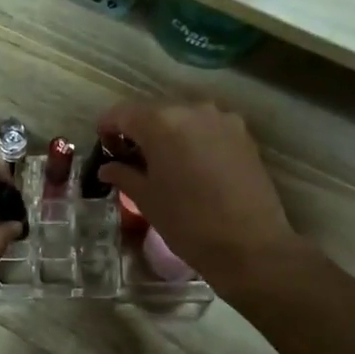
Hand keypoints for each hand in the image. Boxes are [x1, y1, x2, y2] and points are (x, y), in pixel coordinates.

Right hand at [94, 100, 298, 290]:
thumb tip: (108, 167)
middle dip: (139, 131)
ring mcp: (221, 119)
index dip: (107, 128)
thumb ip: (123, 175)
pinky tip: (192, 166)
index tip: (103, 147)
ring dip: (168, 134)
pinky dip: (193, 139)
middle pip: (153, 112)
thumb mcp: (146, 199)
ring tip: (164, 163)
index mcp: (160, 122)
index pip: (121, 113)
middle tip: (131, 159)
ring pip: (182, 118)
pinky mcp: (243, 134)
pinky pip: (207, 128)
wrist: (250, 244)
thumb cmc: (188, 222)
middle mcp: (191, 109)